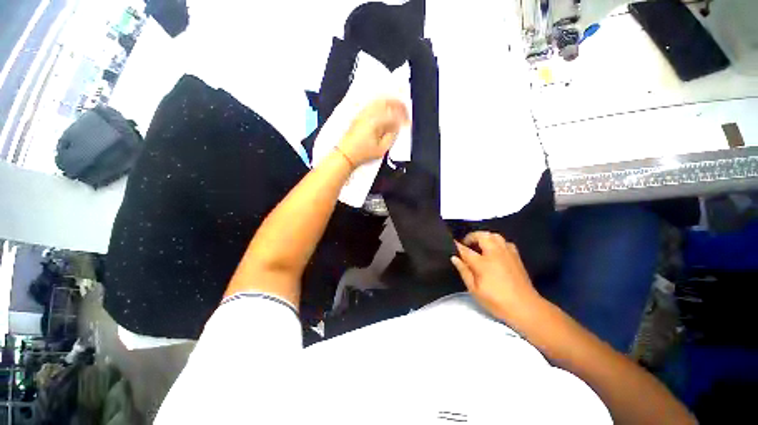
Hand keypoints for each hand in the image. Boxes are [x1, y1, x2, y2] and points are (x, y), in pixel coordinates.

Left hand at [338, 98, 409, 166]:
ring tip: (397, 108)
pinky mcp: (359, 115)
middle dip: (398, 105)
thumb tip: (397, 128)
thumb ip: (391, 136)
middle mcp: (369, 113)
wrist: (346, 154)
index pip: (394, 114)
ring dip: (390, 103)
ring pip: (380, 101)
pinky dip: (382, 104)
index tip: (408, 122)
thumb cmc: (363, 153)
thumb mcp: (382, 149)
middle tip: (405, 110)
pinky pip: (373, 104)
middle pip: (387, 102)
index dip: (403, 117)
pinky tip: (385, 110)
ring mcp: (363, 113)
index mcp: (376, 121)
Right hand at [451, 232, 542, 322]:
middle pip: (481, 235)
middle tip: (466, 244)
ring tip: (479, 245)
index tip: (452, 243)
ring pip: (494, 235)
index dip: (457, 246)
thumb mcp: (474, 290)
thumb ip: (464, 271)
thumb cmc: (496, 301)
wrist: (525, 307)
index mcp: (482, 263)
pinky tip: (494, 250)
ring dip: (484, 237)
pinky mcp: (516, 255)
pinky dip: (496, 242)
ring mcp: (507, 253)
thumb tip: (454, 258)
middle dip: (471, 237)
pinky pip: (504, 241)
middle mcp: (494, 253)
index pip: (465, 249)